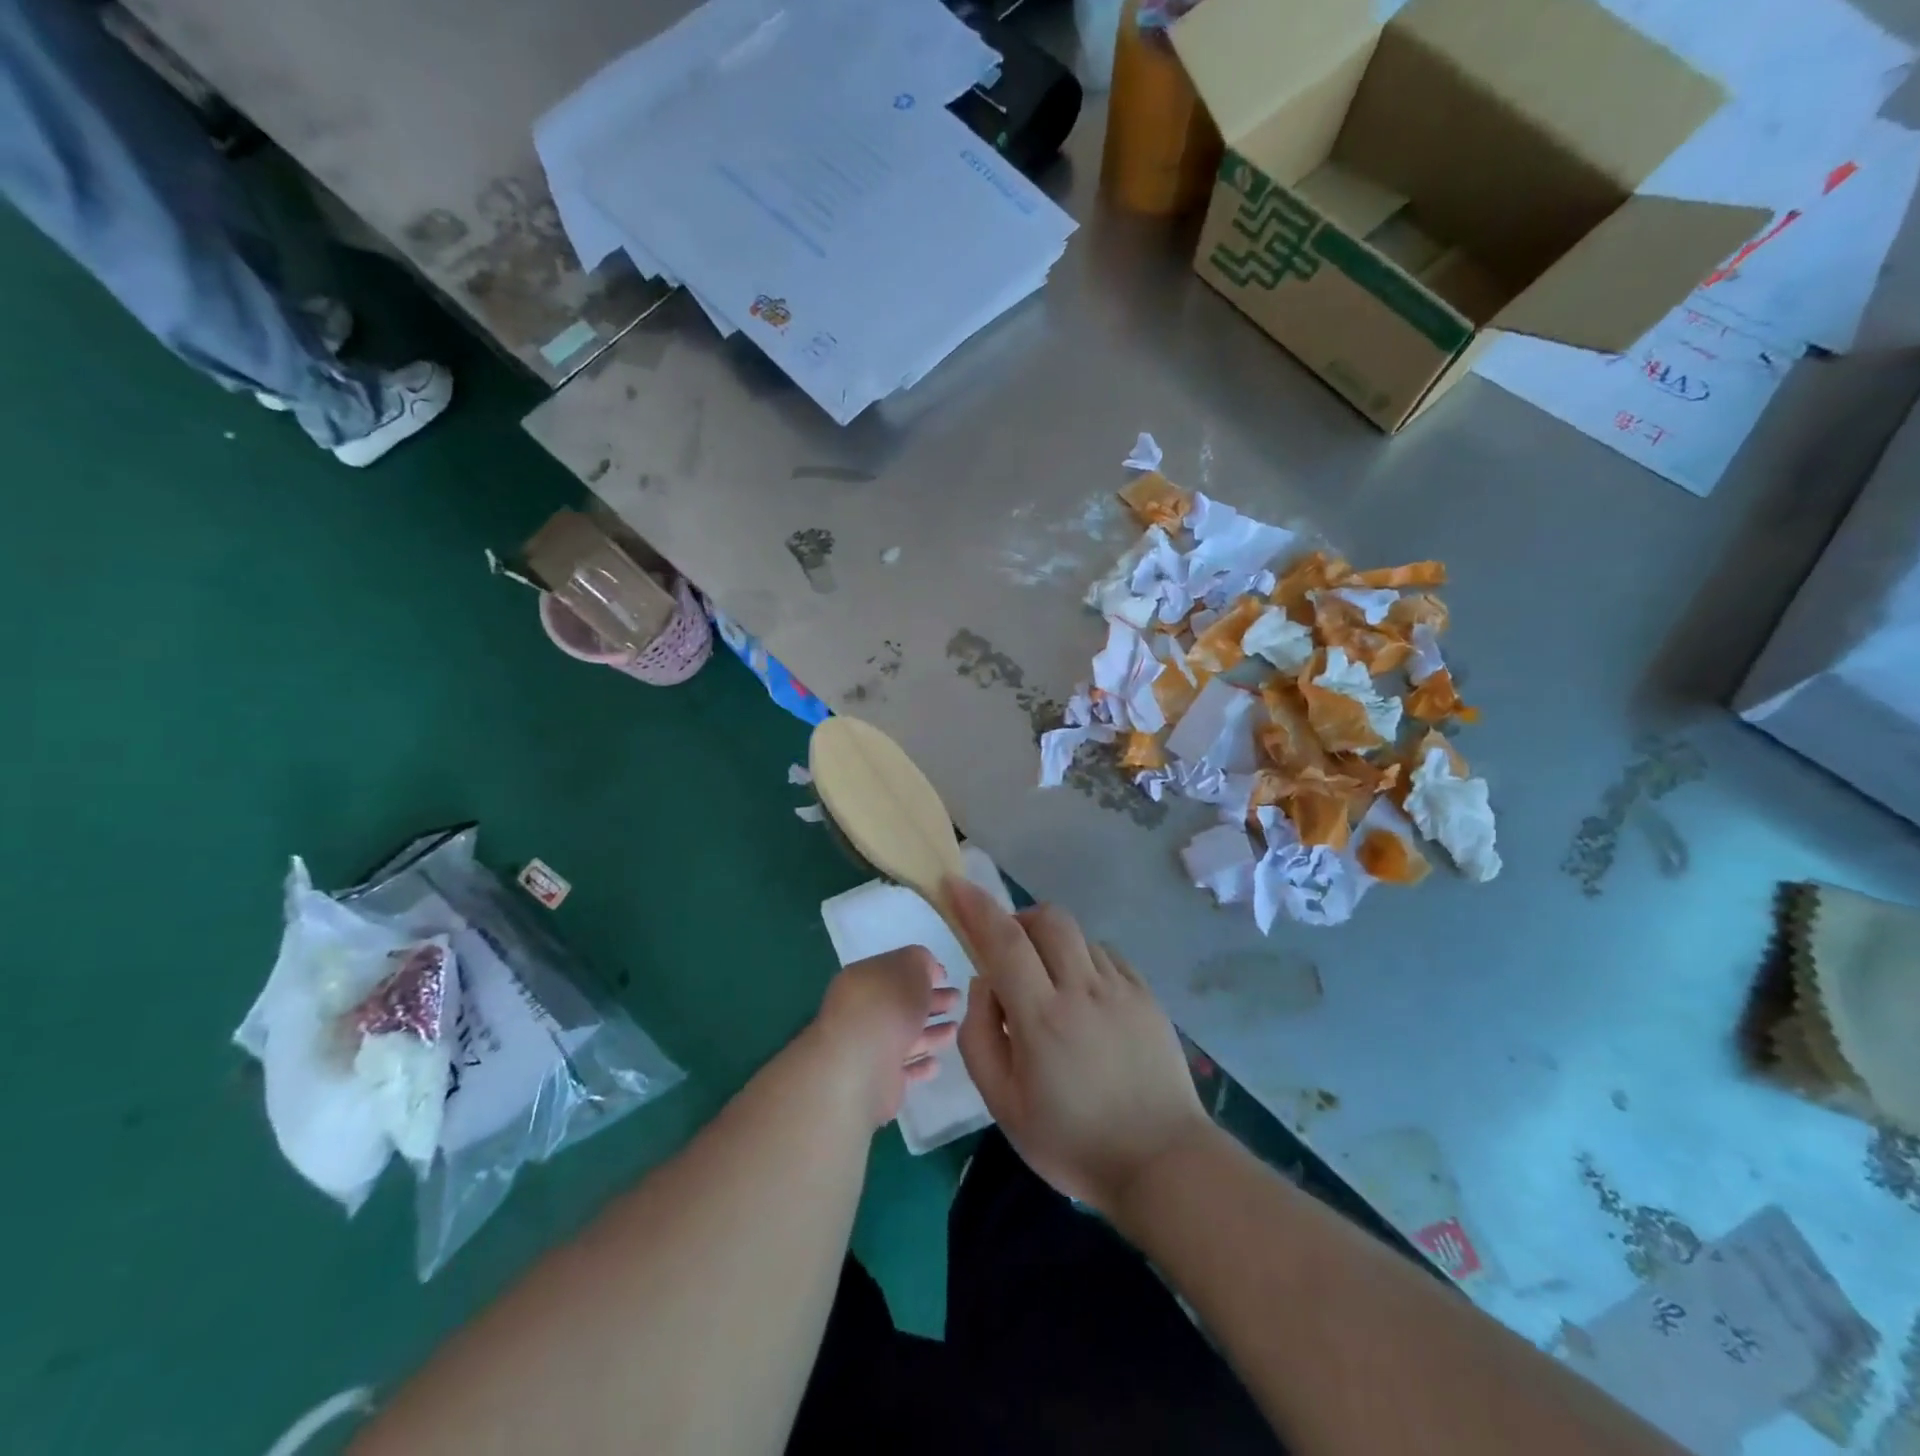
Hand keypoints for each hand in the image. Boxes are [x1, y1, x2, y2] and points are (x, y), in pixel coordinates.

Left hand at [813, 946, 959, 1126]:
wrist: (863, 1065)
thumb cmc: (888, 1005)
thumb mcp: (911, 966)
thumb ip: (921, 961)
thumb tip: (928, 970)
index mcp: (863, 980)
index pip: (894, 971)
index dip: (920, 971)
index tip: (945, 977)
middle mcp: (861, 1012)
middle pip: (901, 1005)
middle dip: (930, 1001)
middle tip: (956, 1000)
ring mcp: (868, 1048)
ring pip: (904, 1037)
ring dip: (930, 1033)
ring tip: (955, 1030)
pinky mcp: (878, 1080)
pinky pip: (904, 1069)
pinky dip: (921, 1065)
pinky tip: (937, 1063)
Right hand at [948, 878, 1210, 1215]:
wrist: (1162, 1163)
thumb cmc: (1072, 1142)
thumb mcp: (1003, 1105)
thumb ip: (980, 1035)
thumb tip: (984, 982)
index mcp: (1042, 1018)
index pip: (1004, 942)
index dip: (976, 906)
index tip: (956, 883)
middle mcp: (1083, 990)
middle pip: (1048, 919)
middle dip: (1019, 919)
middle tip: (1009, 952)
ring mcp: (1121, 989)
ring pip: (1078, 935)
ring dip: (1052, 943)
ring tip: (1049, 984)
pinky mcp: (1147, 996)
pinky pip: (1106, 955)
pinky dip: (1083, 960)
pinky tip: (1083, 997)